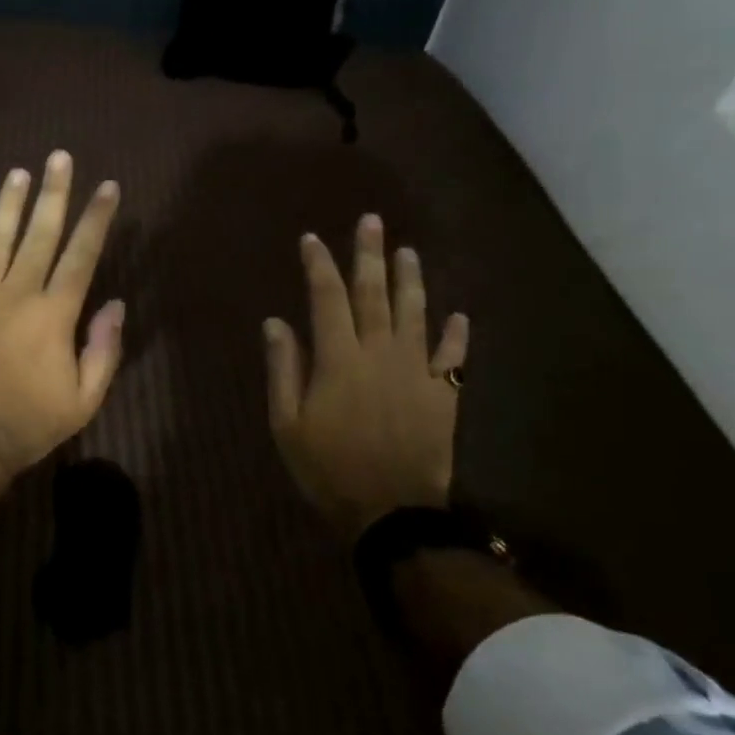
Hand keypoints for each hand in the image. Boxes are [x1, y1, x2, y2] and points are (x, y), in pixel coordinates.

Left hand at [0, 152, 124, 479]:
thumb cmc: (30, 422)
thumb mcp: (84, 398)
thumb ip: (104, 349)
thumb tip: (116, 304)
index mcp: (54, 314)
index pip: (81, 254)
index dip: (96, 219)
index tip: (107, 188)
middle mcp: (16, 294)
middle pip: (39, 234)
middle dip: (54, 193)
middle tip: (60, 157)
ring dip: (9, 204)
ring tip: (19, 172)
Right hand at [263, 215, 468, 538]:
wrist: (391, 513)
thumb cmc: (328, 468)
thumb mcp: (287, 423)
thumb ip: (283, 369)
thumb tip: (276, 322)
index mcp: (339, 359)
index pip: (326, 298)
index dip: (318, 265)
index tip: (311, 239)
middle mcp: (380, 353)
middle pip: (374, 294)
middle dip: (369, 255)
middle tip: (371, 221)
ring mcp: (417, 372)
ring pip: (415, 314)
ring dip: (411, 280)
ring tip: (407, 251)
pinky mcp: (444, 395)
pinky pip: (453, 358)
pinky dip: (456, 335)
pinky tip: (458, 315)